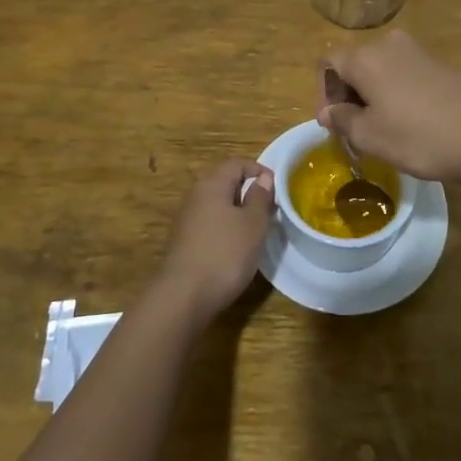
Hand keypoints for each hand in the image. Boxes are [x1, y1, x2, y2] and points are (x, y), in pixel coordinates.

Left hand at [155, 158, 273, 322]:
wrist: (183, 296)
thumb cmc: (224, 254)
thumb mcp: (253, 224)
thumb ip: (260, 198)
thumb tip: (263, 177)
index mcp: (212, 184)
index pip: (237, 163)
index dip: (258, 170)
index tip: (277, 188)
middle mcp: (196, 195)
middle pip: (225, 182)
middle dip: (249, 191)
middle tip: (269, 209)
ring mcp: (187, 219)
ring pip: (218, 204)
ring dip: (238, 211)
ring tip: (256, 230)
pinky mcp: (185, 241)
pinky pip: (210, 223)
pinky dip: (226, 227)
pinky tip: (236, 247)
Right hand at [319, 31, 460, 185]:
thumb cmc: (421, 137)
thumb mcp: (371, 137)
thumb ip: (342, 120)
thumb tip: (330, 111)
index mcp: (365, 57)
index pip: (327, 63)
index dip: (324, 94)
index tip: (334, 126)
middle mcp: (388, 44)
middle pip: (354, 64)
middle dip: (348, 97)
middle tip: (355, 133)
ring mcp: (419, 52)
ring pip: (380, 70)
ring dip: (372, 97)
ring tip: (382, 132)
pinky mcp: (441, 64)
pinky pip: (405, 75)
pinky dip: (397, 95)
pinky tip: (411, 125)